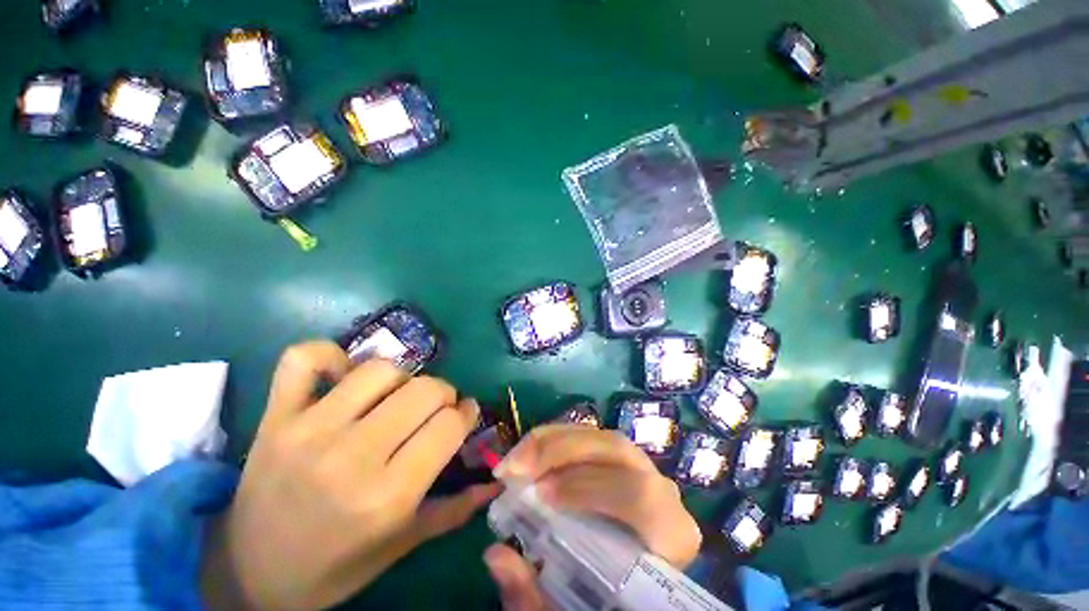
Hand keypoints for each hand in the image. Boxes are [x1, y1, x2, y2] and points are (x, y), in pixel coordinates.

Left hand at [202, 341, 498, 609]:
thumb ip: (454, 511)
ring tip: (397, 398)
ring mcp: (309, 430)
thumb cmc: (334, 566)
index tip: (466, 415)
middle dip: (444, 395)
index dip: (468, 413)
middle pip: (425, 390)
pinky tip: (343, 374)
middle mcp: (352, 456)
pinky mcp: (276, 416)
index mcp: (388, 496)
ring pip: (381, 369)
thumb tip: (496, 484)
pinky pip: (304, 359)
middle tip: (436, 410)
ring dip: (403, 378)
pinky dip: (329, 355)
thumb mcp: (401, 545)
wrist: (248, 572)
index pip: (450, 424)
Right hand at [483, 425, 700, 609]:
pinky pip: (591, 437)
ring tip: (516, 460)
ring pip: (600, 437)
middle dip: (561, 451)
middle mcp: (662, 489)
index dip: (587, 487)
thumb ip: (536, 595)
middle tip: (515, 468)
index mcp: (669, 532)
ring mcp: (642, 466)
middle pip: (616, 450)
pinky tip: (532, 452)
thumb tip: (495, 555)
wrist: (639, 578)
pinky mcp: (621, 457)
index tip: (540, 495)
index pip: (638, 496)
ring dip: (554, 441)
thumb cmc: (613, 597)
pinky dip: (557, 439)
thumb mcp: (572, 606)